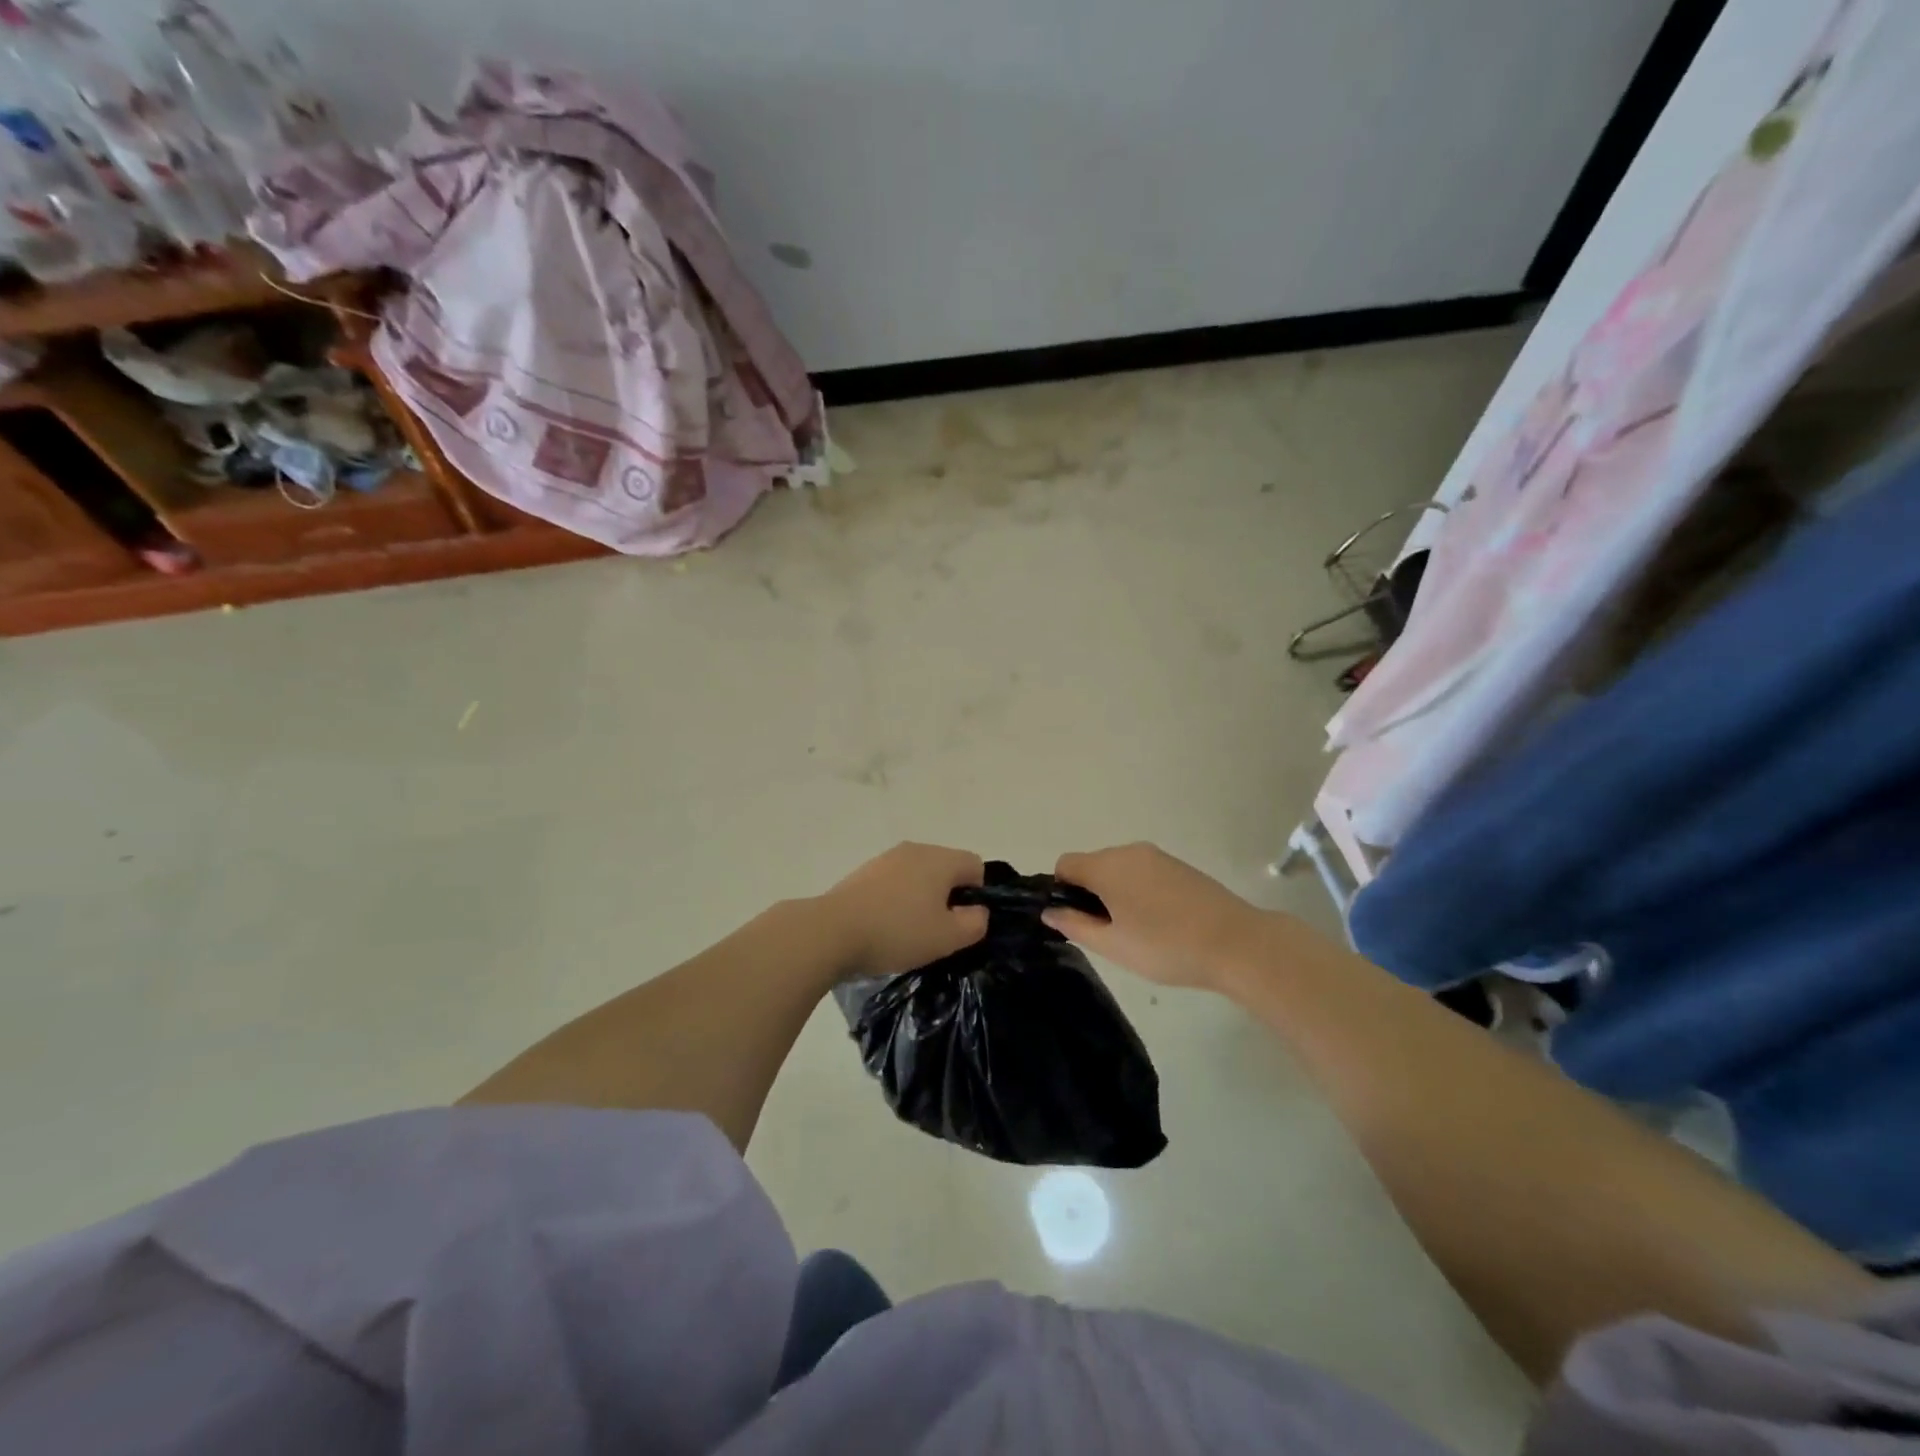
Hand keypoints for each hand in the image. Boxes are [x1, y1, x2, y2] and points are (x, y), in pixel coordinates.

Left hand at [816, 842, 988, 980]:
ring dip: (920, 899)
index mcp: (940, 859)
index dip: (976, 895)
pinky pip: (894, 883)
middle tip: (937, 931)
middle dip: (948, 896)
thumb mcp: (948, 937)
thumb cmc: (897, 932)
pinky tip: (884, 926)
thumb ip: (975, 923)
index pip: (975, 865)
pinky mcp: (863, 872)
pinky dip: (896, 900)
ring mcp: (886, 858)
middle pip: (946, 868)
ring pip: (918, 875)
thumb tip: (977, 910)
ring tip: (908, 932)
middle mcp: (915, 849)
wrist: (832, 931)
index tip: (961, 922)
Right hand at [1043, 842, 1270, 990]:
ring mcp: (1158, 856)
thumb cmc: (1165, 946)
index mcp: (1107, 866)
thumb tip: (1049, 911)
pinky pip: (1144, 873)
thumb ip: (1075, 924)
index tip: (1077, 921)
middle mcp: (1129, 851)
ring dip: (1117, 893)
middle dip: (1090, 894)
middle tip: (1108, 934)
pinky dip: (1140, 892)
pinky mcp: (1180, 866)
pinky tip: (1160, 923)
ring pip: (1120, 869)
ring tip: (1137, 932)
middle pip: (1093, 865)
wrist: (1236, 943)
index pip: (1066, 864)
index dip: (1062, 891)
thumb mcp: (1112, 944)